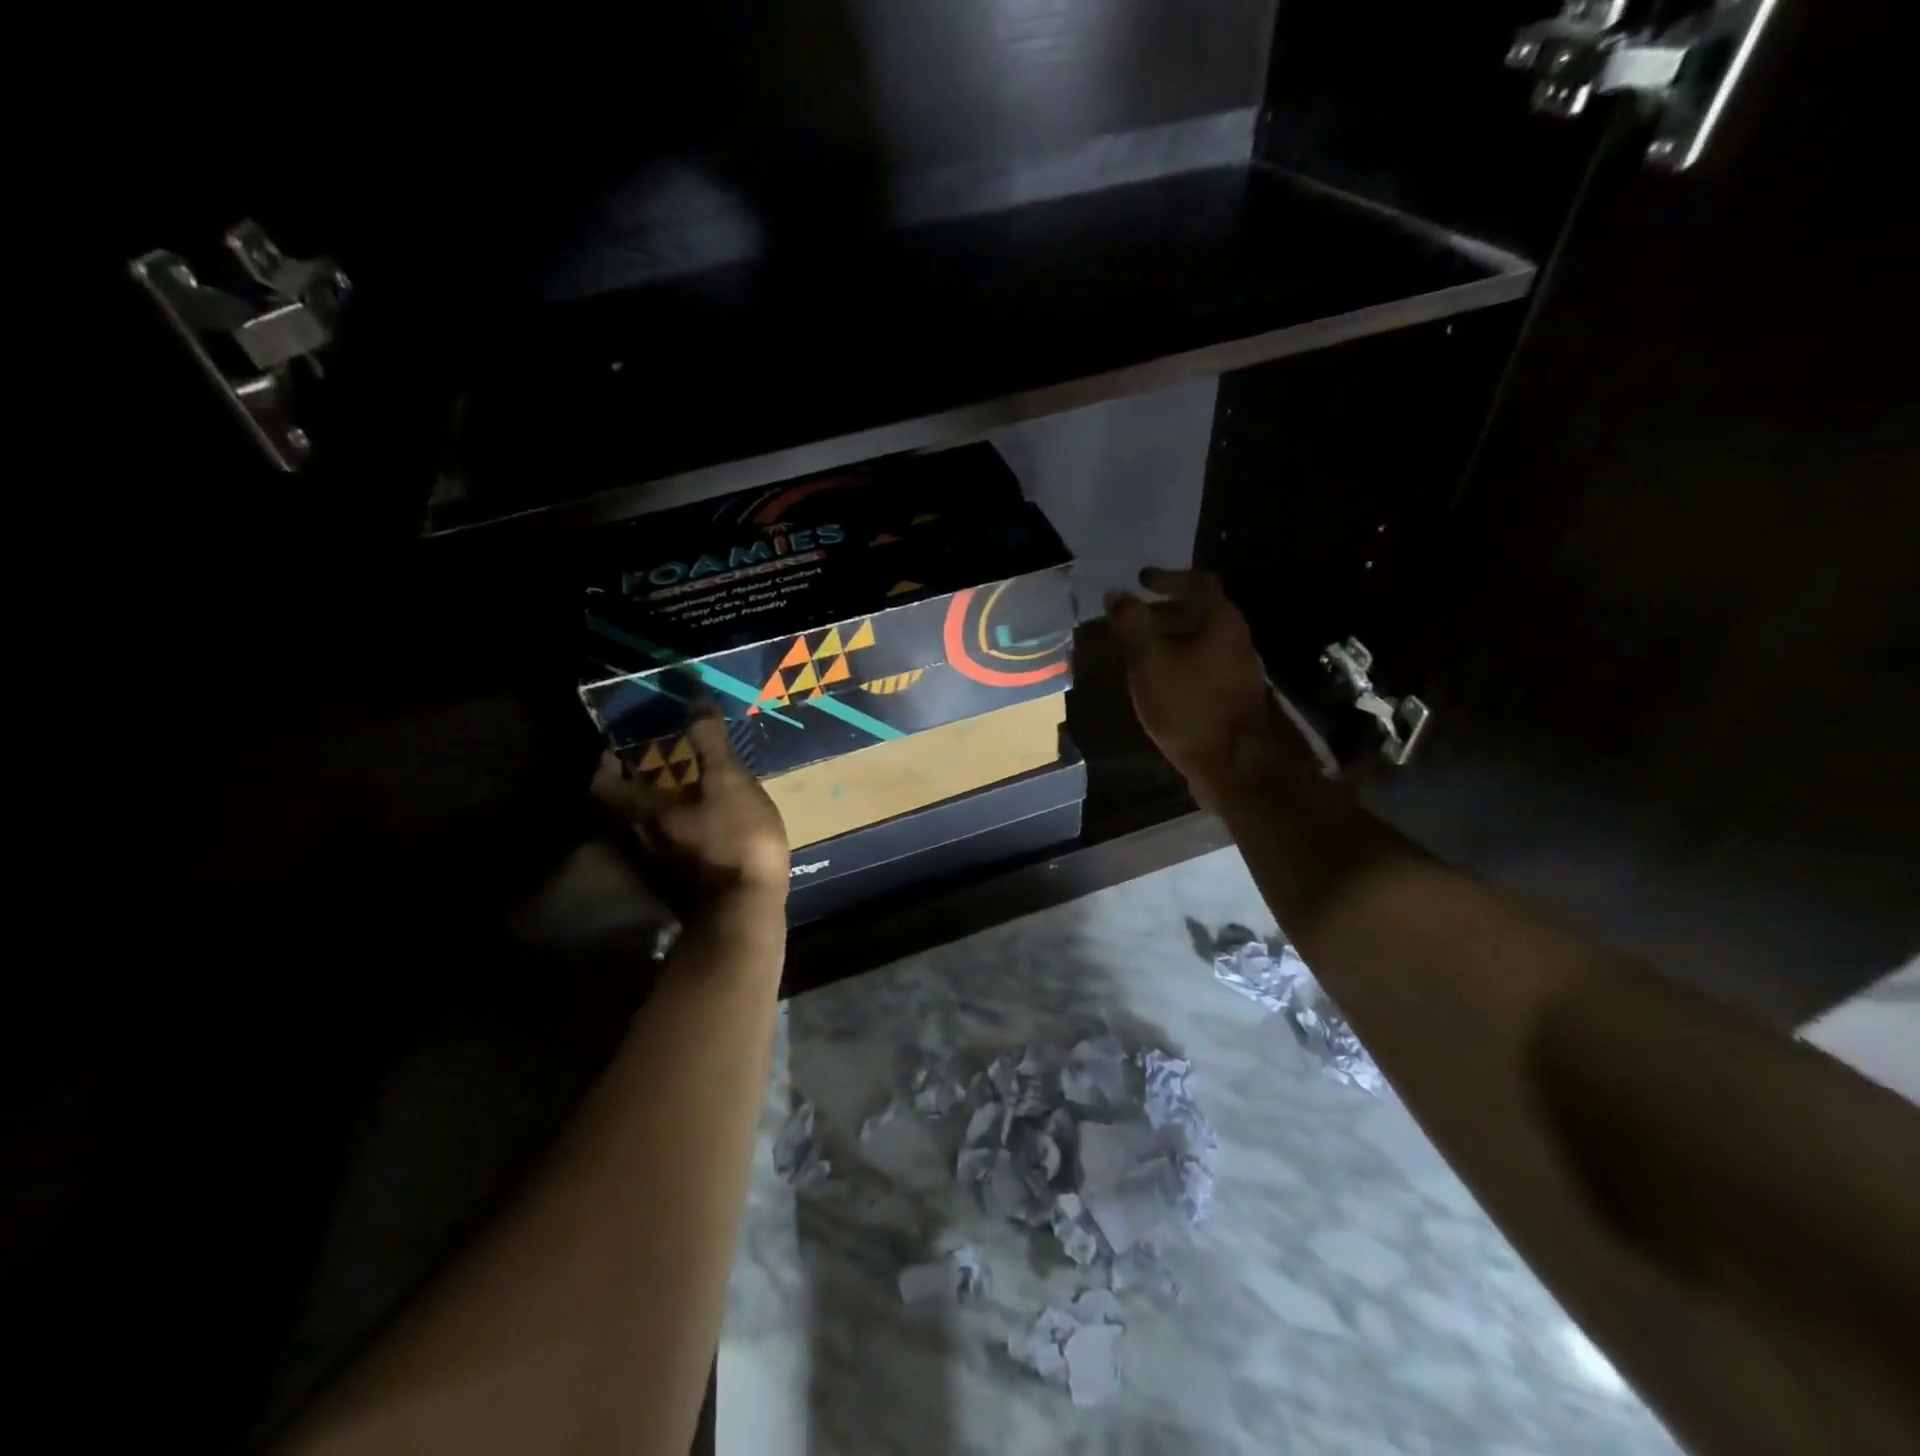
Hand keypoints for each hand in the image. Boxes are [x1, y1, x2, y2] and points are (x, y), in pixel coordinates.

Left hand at [592, 705, 790, 905]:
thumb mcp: (728, 782)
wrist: (744, 911)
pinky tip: (705, 829)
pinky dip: (679, 834)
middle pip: (622, 809)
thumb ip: (710, 743)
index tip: (619, 747)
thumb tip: (694, 699)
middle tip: (658, 764)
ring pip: (646, 832)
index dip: (606, 763)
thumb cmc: (734, 839)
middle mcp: (640, 840)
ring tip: (684, 792)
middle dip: (635, 785)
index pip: (604, 784)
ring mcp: (659, 868)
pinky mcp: (680, 886)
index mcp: (643, 812)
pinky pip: (670, 850)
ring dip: (657, 811)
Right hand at [1105, 568, 1301, 805]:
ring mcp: (1236, 669)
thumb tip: (1116, 594)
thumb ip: (1132, 623)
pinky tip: (1155, 681)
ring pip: (1198, 641)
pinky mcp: (1231, 695)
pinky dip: (1176, 661)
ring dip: (1168, 639)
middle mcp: (1235, 638)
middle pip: (1198, 612)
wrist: (1231, 763)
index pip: (1196, 582)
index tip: (1140, 580)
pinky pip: (1200, 665)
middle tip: (1130, 619)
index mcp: (1220, 620)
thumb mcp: (1150, 660)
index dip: (1166, 577)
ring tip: (1136, 651)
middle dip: (1162, 612)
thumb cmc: (1188, 704)